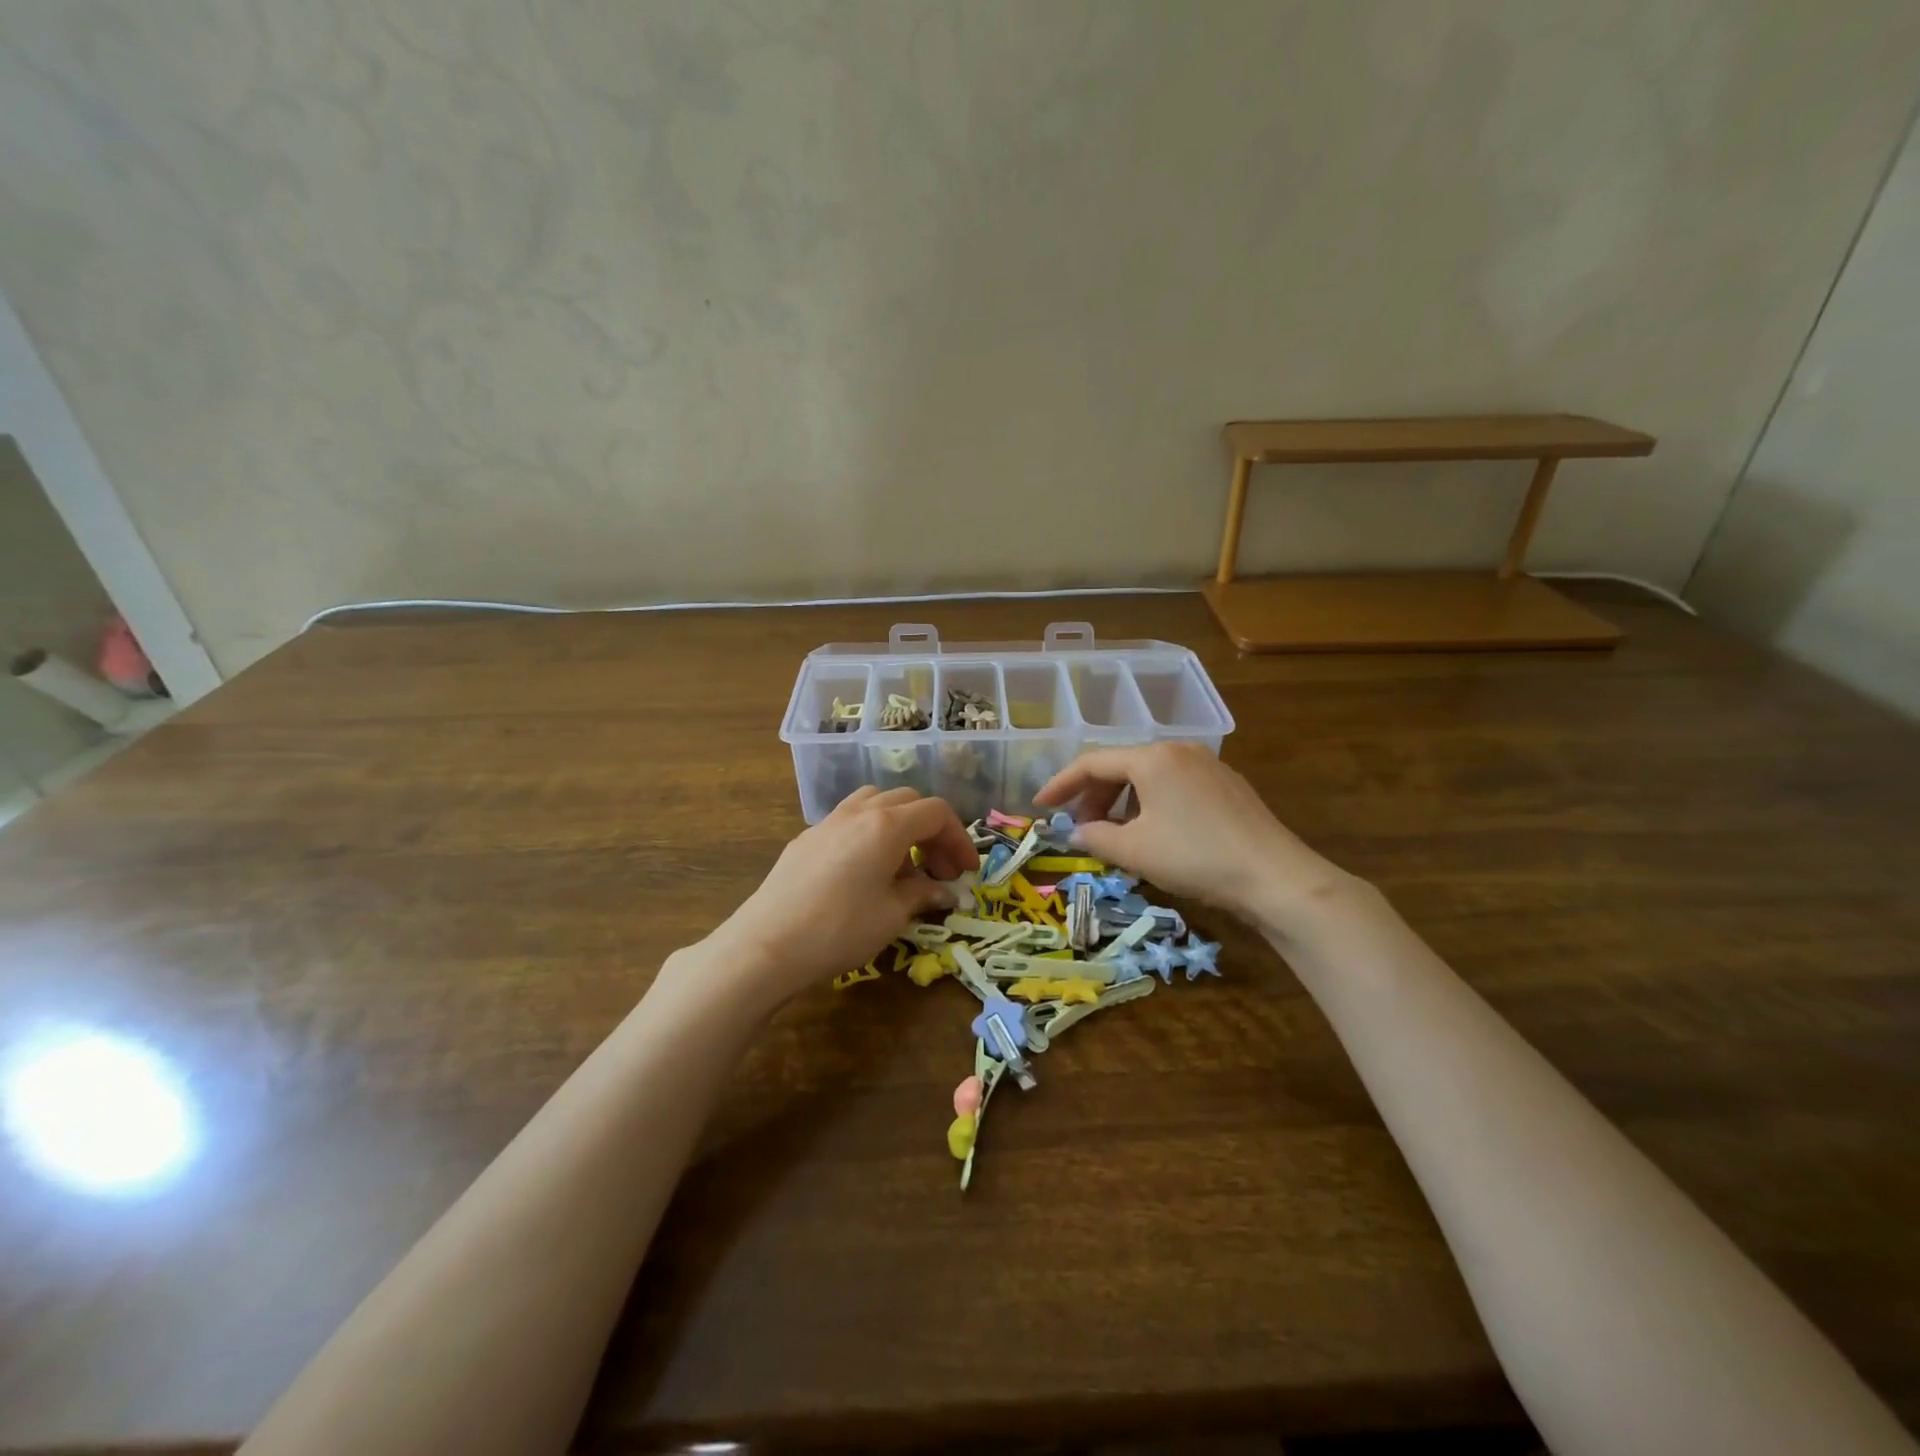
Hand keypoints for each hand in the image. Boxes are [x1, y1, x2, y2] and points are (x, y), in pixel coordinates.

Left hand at [690, 786, 978, 1011]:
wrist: (767, 944)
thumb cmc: (839, 929)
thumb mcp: (891, 916)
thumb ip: (922, 895)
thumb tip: (943, 891)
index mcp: (887, 825)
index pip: (936, 812)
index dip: (959, 839)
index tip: (966, 872)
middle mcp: (859, 812)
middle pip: (908, 802)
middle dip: (932, 831)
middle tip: (940, 870)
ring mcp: (828, 821)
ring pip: (876, 802)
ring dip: (900, 825)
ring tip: (903, 863)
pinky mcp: (806, 838)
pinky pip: (850, 819)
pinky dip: (871, 833)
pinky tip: (866, 870)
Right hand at [1034, 742, 1353, 931]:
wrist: (1274, 876)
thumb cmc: (1194, 857)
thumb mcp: (1134, 851)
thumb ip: (1095, 837)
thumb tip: (1074, 833)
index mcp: (1152, 757)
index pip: (1092, 763)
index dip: (1061, 784)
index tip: (1040, 806)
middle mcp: (1178, 750)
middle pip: (1121, 766)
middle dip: (1094, 796)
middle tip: (1081, 828)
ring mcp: (1207, 765)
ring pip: (1149, 776)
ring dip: (1123, 802)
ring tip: (1116, 835)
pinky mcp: (1226, 785)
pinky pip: (1174, 785)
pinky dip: (1151, 804)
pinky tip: (1154, 833)